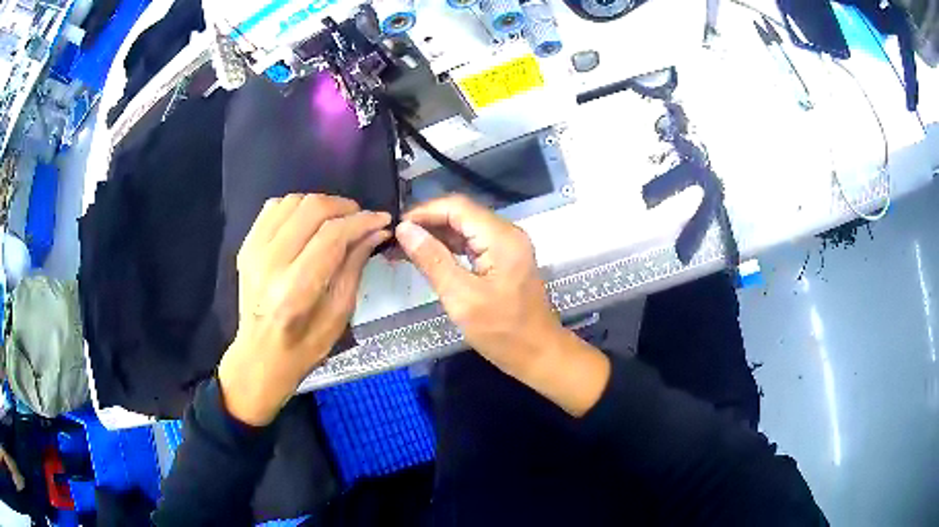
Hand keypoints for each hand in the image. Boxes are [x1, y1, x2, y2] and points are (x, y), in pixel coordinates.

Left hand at [218, 194, 390, 425]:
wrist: (259, 355)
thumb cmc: (304, 346)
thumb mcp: (339, 313)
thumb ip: (354, 266)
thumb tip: (376, 230)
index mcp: (295, 290)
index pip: (332, 235)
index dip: (362, 221)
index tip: (382, 219)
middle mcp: (270, 264)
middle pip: (312, 209)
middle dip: (344, 207)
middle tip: (360, 219)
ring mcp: (253, 251)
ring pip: (293, 201)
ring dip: (321, 205)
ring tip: (336, 221)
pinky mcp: (246, 246)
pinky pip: (274, 207)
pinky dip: (296, 207)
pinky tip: (308, 223)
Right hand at [394, 195, 565, 381]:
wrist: (538, 354)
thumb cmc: (502, 332)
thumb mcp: (461, 298)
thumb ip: (432, 260)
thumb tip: (405, 229)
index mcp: (501, 237)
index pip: (457, 207)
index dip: (423, 212)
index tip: (395, 228)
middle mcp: (507, 234)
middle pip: (460, 215)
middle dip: (426, 224)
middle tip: (394, 242)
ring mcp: (507, 246)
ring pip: (464, 229)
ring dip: (434, 236)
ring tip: (402, 249)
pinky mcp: (503, 259)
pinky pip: (471, 244)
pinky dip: (448, 249)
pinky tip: (425, 258)